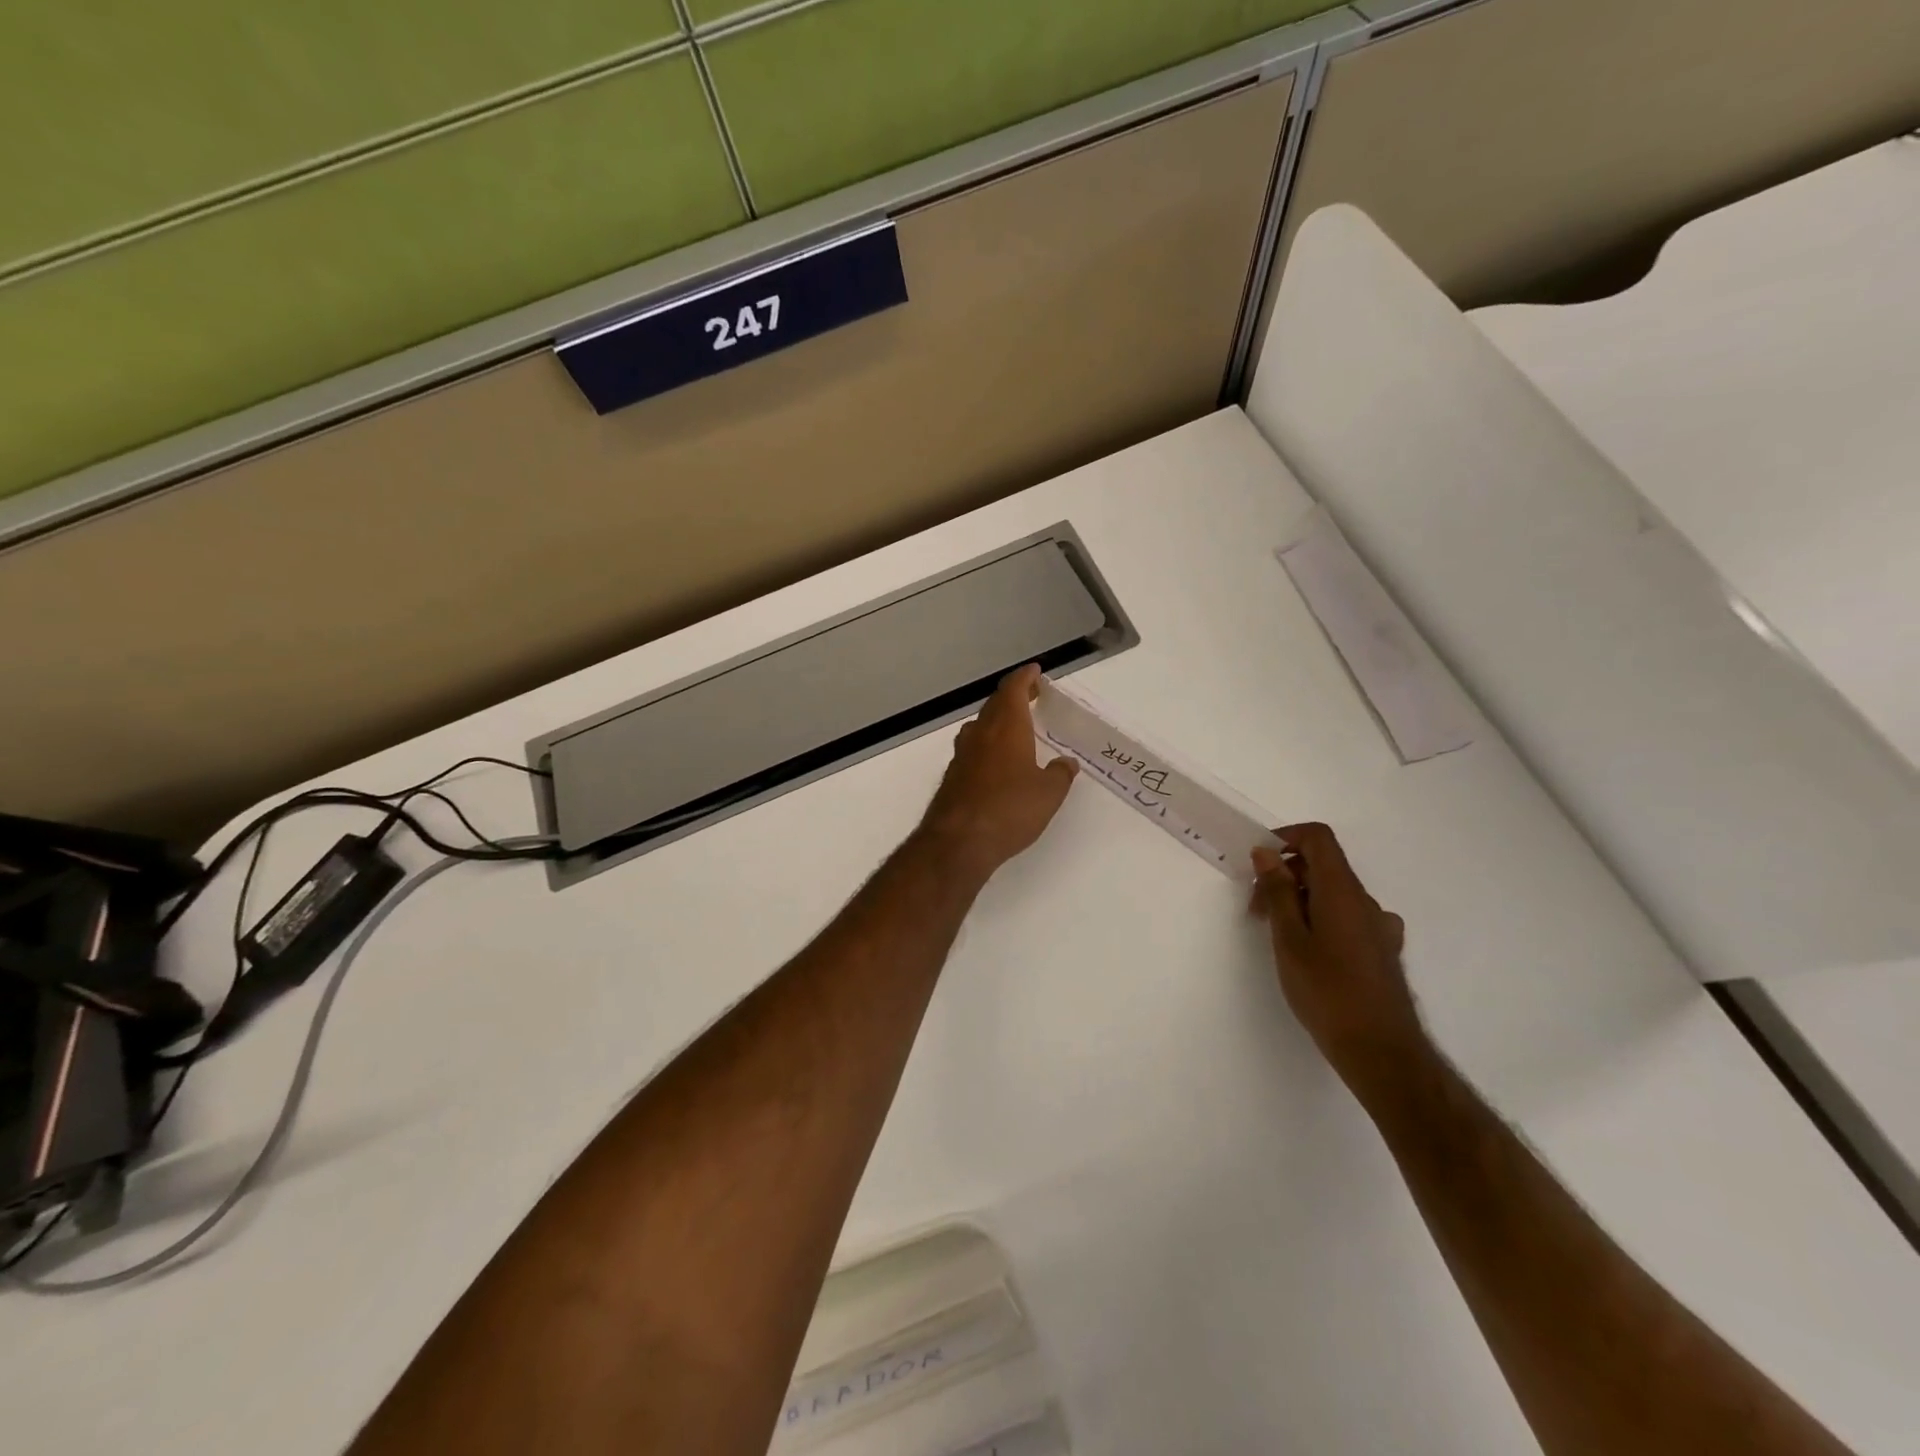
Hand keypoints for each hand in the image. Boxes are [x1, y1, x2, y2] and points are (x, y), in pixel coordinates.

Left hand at [918, 665, 1076, 880]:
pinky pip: (973, 749)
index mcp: (1006, 727)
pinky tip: (996, 763)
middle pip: (994, 705)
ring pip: (980, 726)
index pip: (1013, 689)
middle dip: (1013, 697)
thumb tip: (1066, 763)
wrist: (958, 842)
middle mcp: (980, 734)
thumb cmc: (1009, 809)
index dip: (1024, 678)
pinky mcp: (953, 777)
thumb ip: (1060, 774)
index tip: (1035, 672)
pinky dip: (986, 745)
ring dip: (997, 720)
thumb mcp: (1048, 793)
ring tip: (1014, 728)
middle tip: (1030, 697)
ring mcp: (962, 755)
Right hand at [1250, 823, 1427, 1099]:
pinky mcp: (1382, 951)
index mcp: (1342, 891)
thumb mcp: (1289, 939)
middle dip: (1285, 876)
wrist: (1381, 1051)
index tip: (1259, 862)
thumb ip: (1278, 892)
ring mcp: (1379, 927)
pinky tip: (1310, 953)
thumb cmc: (1327, 991)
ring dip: (1301, 900)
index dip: (1287, 838)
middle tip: (1256, 909)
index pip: (1319, 838)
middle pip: (1324, 866)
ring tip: (1277, 935)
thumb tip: (1267, 853)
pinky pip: (1348, 917)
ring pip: (1334, 894)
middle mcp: (1366, 902)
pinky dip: (1322, 919)